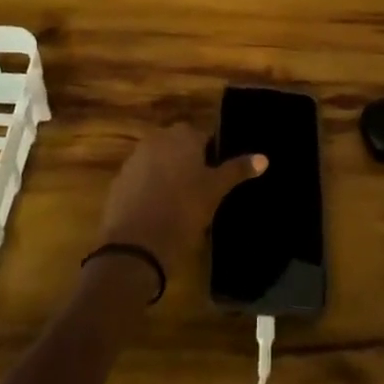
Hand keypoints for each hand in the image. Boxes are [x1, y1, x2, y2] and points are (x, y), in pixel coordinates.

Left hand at [96, 124, 265, 274]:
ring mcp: (134, 159)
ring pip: (159, 162)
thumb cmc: (183, 212)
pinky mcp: (119, 182)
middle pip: (179, 147)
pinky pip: (141, 179)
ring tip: (181, 204)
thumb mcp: (215, 192)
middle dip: (188, 163)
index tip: (216, 179)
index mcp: (182, 135)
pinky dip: (150, 189)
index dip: (211, 157)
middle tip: (202, 192)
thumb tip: (264, 157)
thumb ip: (237, 170)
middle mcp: (156, 139)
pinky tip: (158, 212)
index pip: (203, 137)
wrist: (134, 247)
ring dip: (168, 175)